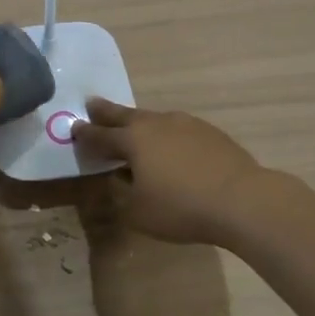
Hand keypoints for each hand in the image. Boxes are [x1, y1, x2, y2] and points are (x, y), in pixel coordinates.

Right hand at [68, 98, 267, 245]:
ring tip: (133, 128)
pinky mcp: (210, 132)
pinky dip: (166, 134)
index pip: (100, 135)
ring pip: (154, 119)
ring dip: (139, 122)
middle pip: (125, 115)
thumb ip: (122, 194)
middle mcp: (156, 124)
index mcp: (133, 140)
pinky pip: (178, 129)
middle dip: (106, 112)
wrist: (241, 200)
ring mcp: (186, 124)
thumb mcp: (138, 212)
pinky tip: (171, 147)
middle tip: (92, 104)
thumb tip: (121, 178)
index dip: (85, 134)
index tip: (73, 128)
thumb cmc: (181, 208)